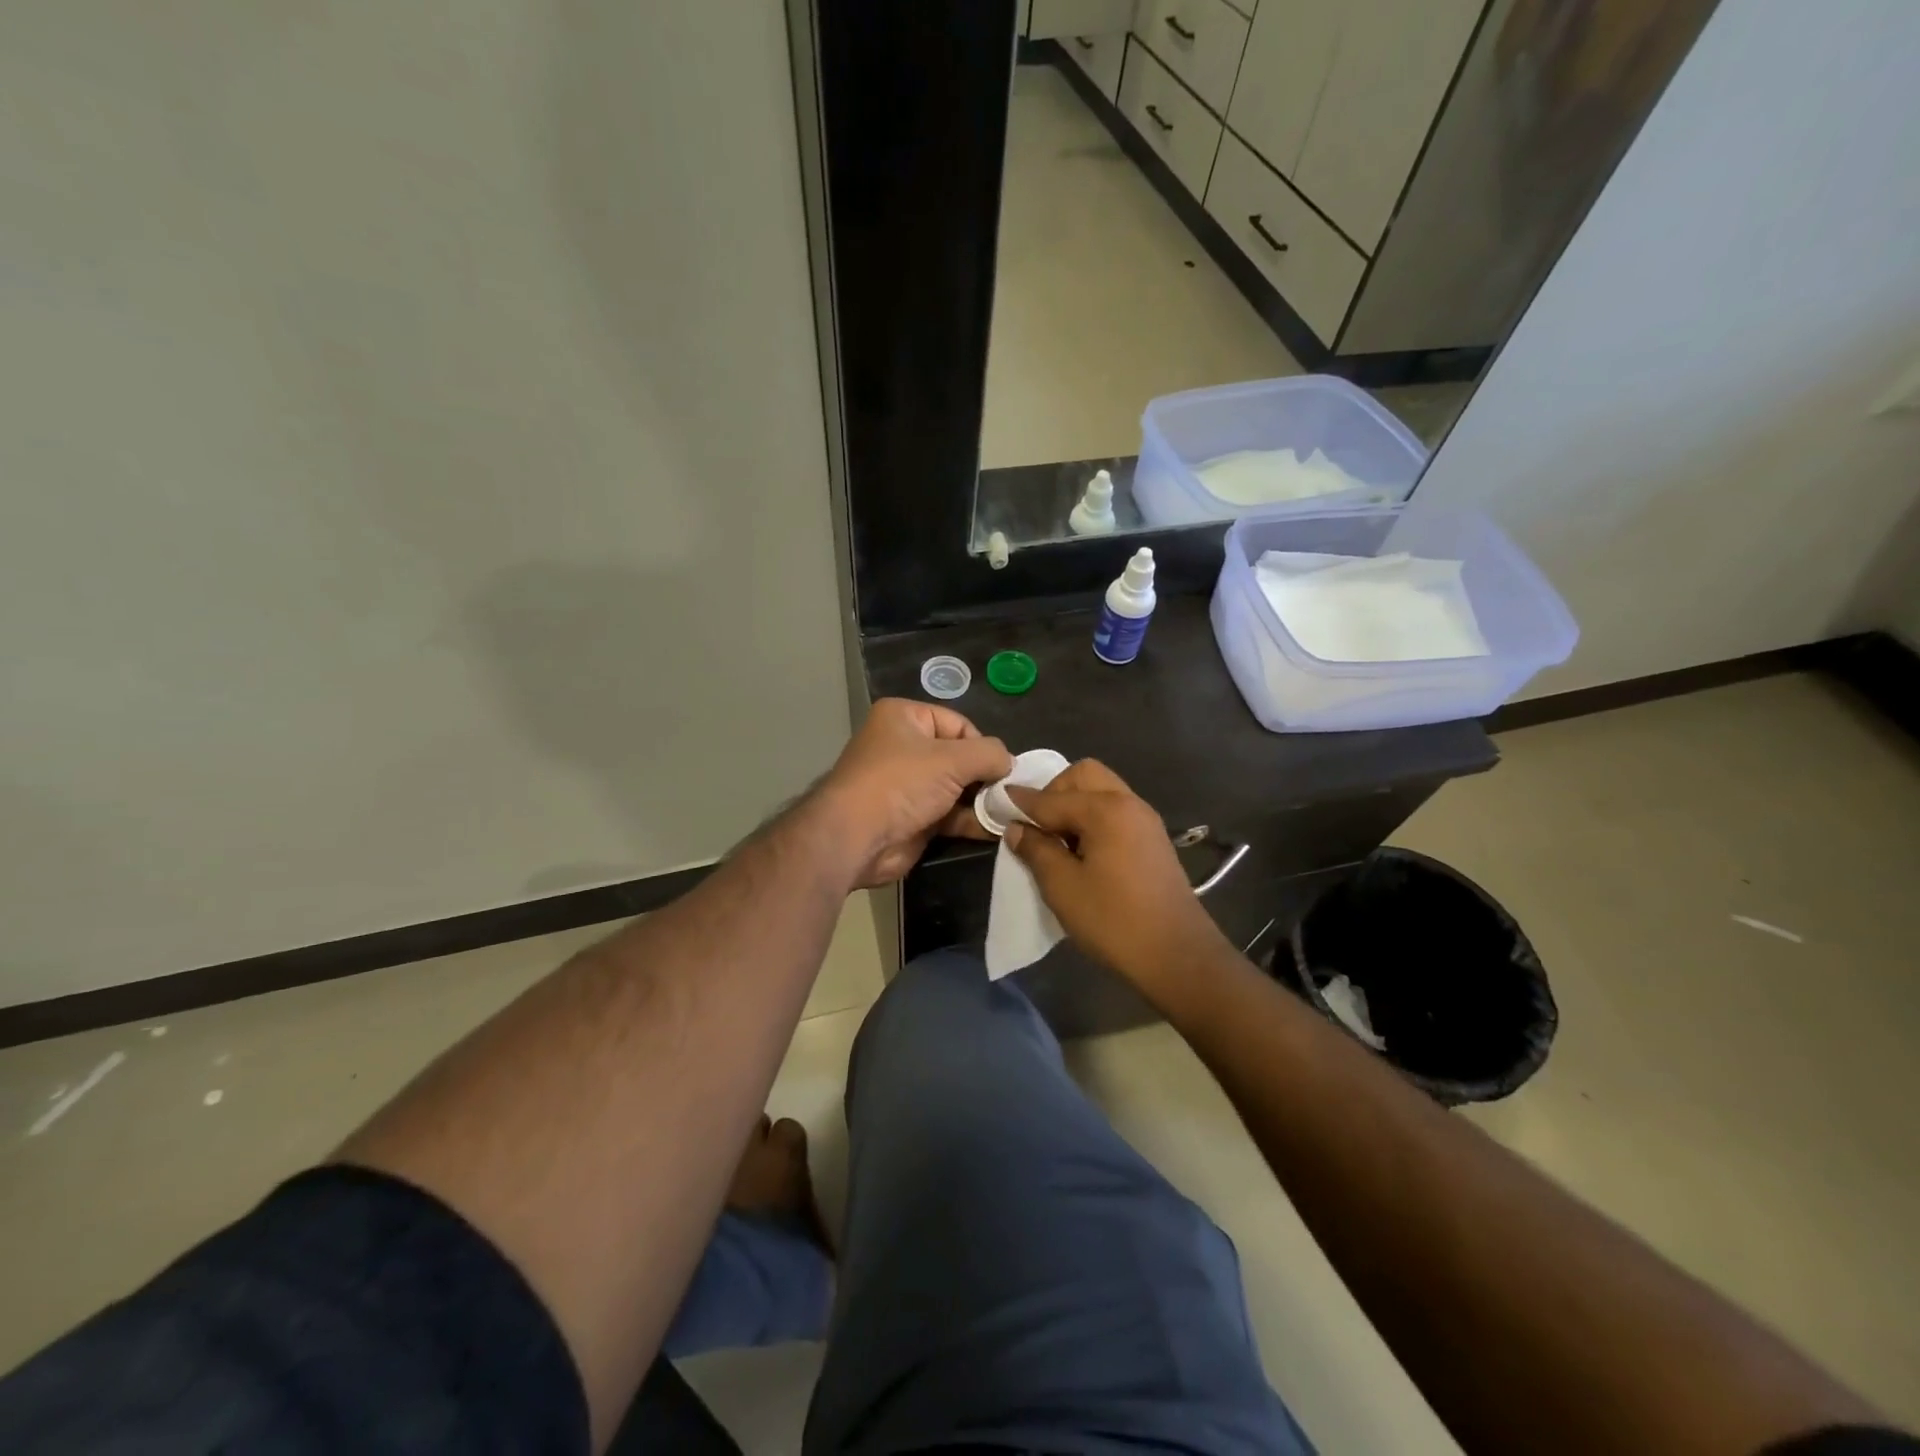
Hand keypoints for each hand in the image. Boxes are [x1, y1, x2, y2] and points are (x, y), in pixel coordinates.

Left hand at [816, 699, 1012, 887]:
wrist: (856, 838)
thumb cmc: (900, 783)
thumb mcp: (952, 759)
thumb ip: (989, 754)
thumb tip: (1010, 763)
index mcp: (904, 718)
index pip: (958, 724)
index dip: (982, 745)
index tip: (1002, 769)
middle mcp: (904, 747)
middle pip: (960, 757)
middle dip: (985, 776)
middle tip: (1010, 793)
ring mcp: (907, 786)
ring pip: (957, 789)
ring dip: (982, 801)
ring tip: (1010, 812)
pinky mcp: (913, 819)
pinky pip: (950, 814)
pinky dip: (971, 821)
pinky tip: (996, 829)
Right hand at [1005, 759, 1231, 996]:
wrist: (1178, 956)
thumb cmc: (1114, 920)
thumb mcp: (1063, 887)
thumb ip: (1036, 850)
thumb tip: (1017, 828)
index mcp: (1106, 809)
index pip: (1052, 798)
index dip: (1022, 802)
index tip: (998, 802)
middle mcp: (1129, 803)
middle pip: (1084, 776)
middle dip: (1054, 792)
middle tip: (1037, 826)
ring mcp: (1145, 821)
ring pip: (1102, 792)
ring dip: (1075, 805)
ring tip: (1057, 841)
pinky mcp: (1153, 841)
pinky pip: (1115, 812)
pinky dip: (1093, 819)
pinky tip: (1081, 851)